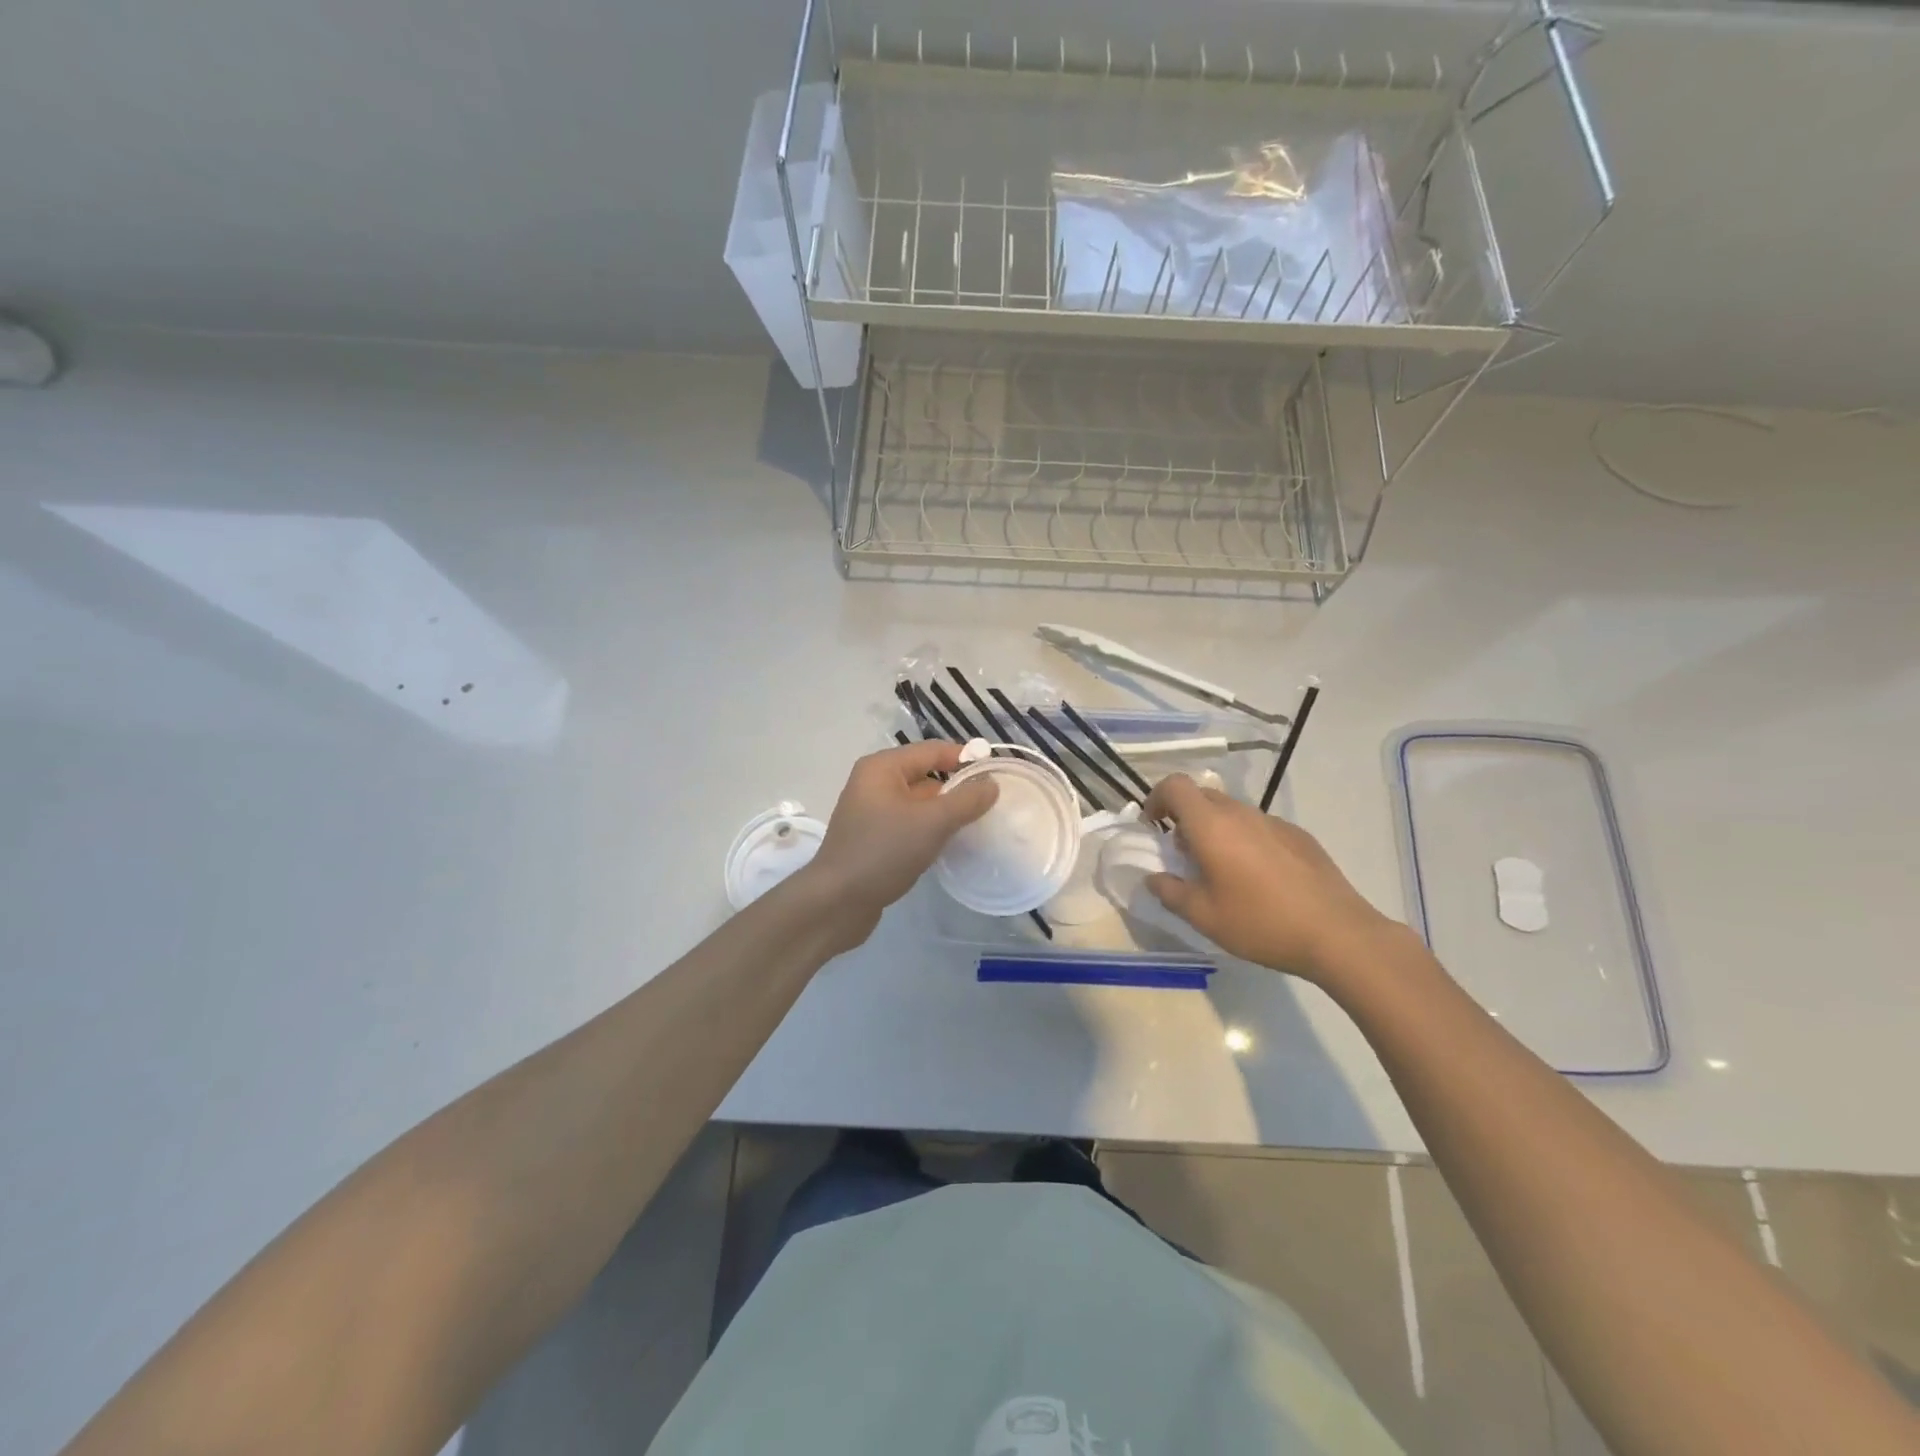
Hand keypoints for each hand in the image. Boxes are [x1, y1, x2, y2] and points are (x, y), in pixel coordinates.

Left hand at [801, 741, 998, 943]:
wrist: (836, 902)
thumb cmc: (883, 852)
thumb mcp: (932, 823)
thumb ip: (966, 800)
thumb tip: (992, 783)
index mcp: (882, 768)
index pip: (932, 750)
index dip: (966, 758)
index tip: (998, 773)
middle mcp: (874, 783)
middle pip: (925, 775)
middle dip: (957, 786)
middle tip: (992, 802)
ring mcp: (871, 812)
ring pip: (918, 802)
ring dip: (944, 811)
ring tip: (977, 823)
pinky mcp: (873, 838)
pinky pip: (909, 823)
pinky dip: (929, 829)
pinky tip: (948, 844)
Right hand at [1141, 773, 1394, 982]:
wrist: (1338, 933)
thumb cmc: (1261, 922)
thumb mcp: (1204, 916)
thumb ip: (1171, 892)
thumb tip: (1155, 878)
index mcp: (1211, 825)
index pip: (1175, 786)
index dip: (1157, 799)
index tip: (1154, 827)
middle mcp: (1241, 813)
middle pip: (1203, 795)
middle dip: (1185, 816)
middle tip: (1184, 853)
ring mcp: (1273, 822)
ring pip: (1232, 811)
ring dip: (1216, 829)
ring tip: (1221, 870)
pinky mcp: (1299, 836)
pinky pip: (1259, 827)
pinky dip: (1245, 840)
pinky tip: (1259, 878)